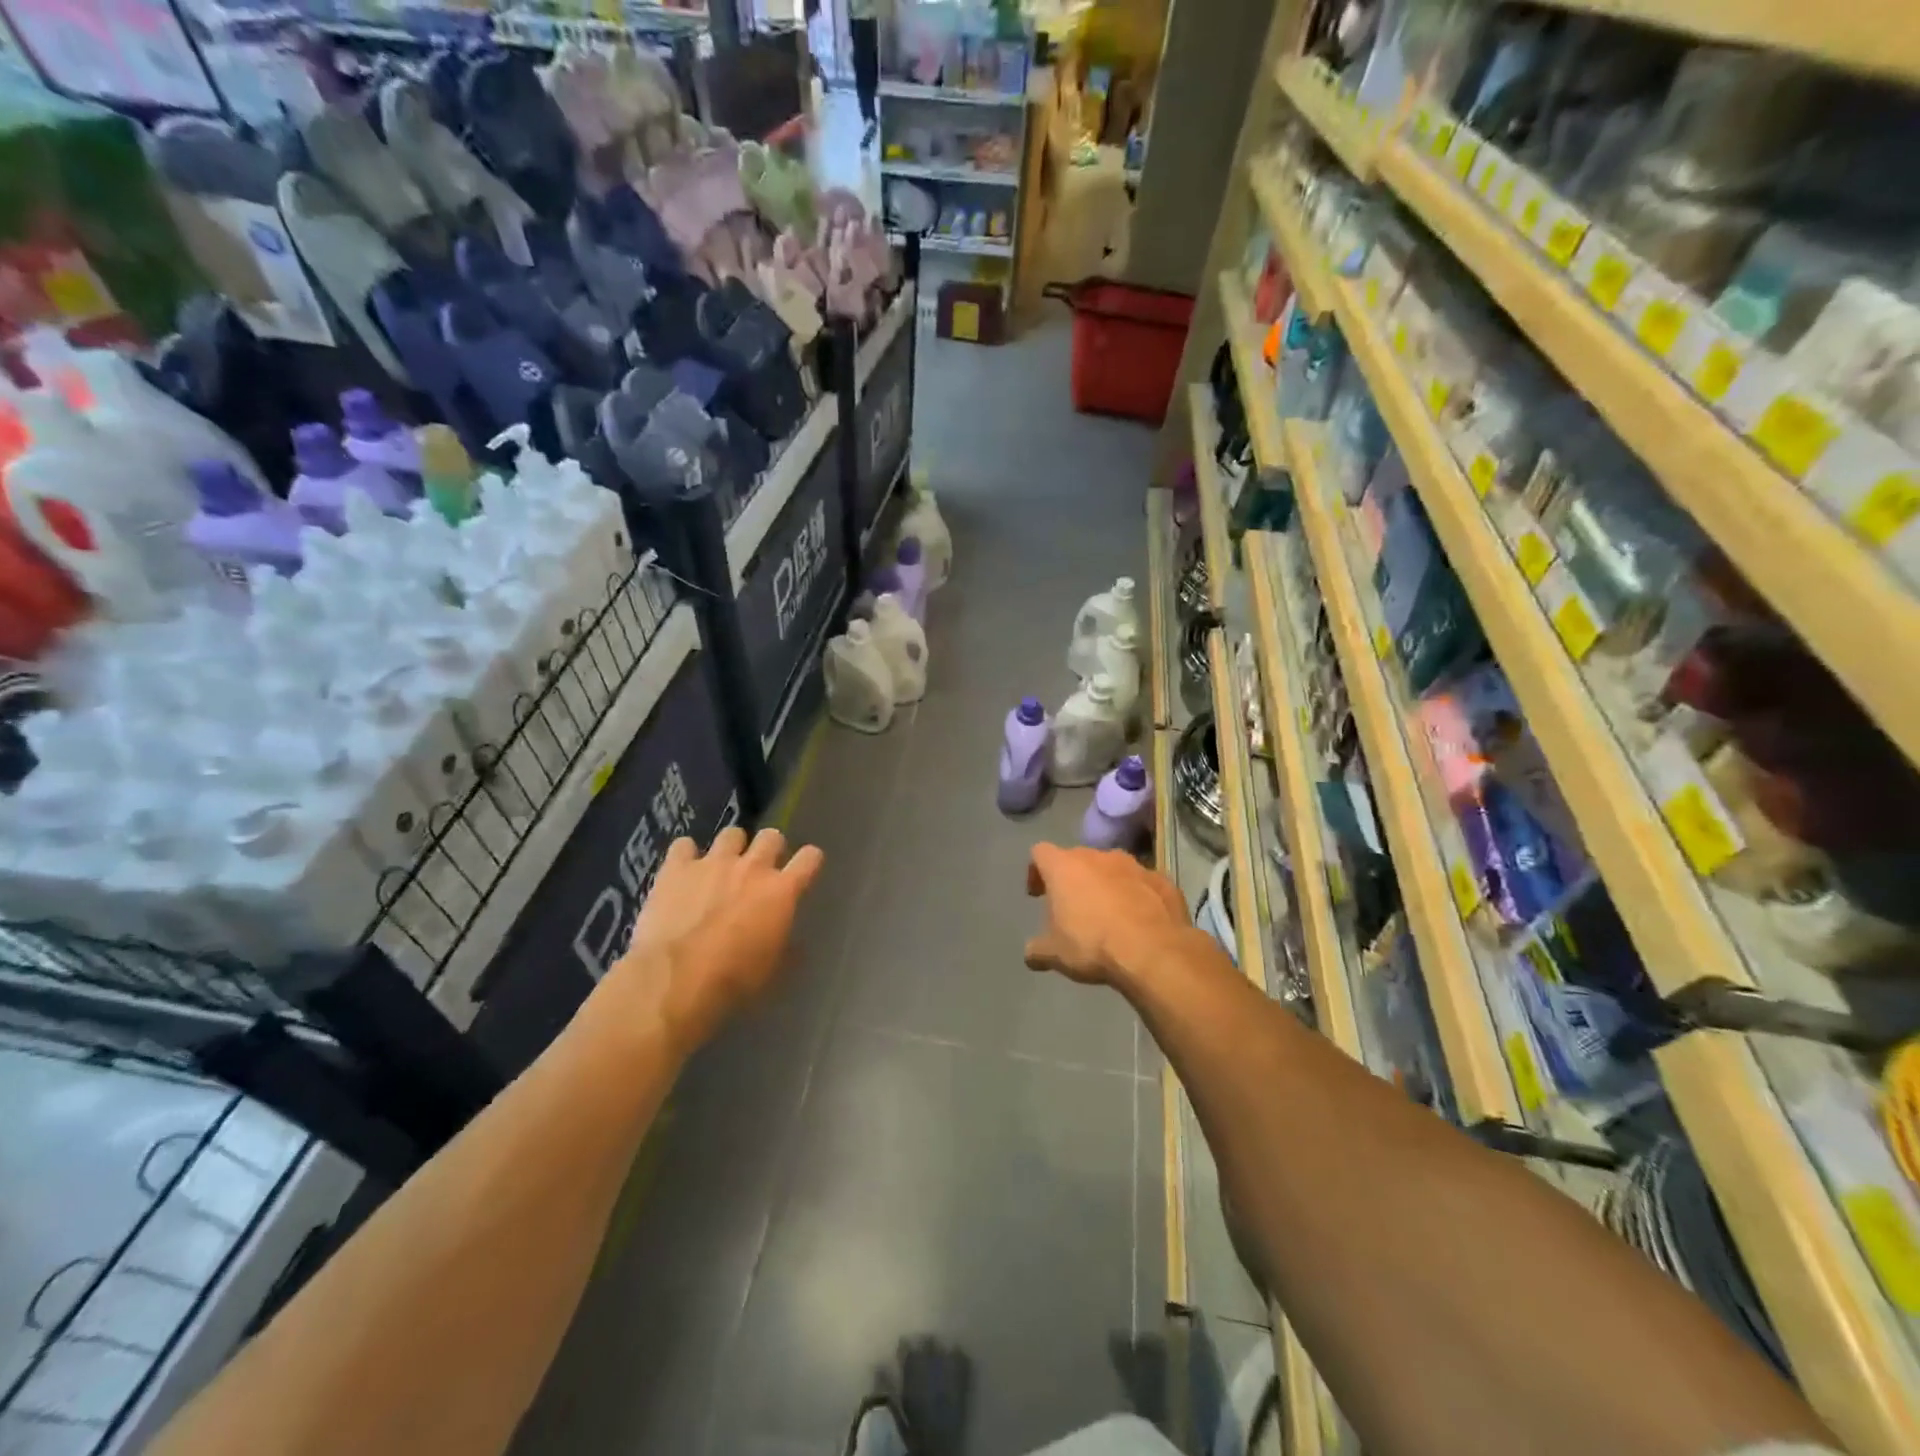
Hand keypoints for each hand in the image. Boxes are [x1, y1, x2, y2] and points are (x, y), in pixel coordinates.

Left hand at [613, 826, 823, 1050]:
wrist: (676, 979)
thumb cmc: (733, 980)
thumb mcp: (772, 969)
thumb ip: (785, 946)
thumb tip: (793, 944)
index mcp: (782, 891)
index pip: (810, 858)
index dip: (809, 861)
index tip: (804, 869)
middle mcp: (752, 867)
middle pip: (771, 836)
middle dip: (769, 848)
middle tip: (759, 869)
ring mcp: (713, 862)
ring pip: (731, 833)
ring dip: (731, 847)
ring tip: (721, 866)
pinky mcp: (677, 867)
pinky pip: (684, 845)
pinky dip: (685, 855)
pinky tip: (682, 870)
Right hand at [1023, 843, 1188, 986]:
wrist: (1154, 950)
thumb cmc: (1092, 944)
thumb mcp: (1055, 954)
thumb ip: (1038, 950)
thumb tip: (1030, 954)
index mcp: (1064, 867)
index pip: (1040, 853)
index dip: (1036, 871)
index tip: (1038, 895)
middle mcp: (1097, 856)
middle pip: (1077, 858)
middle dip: (1073, 879)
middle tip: (1072, 908)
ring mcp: (1133, 864)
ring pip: (1111, 868)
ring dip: (1106, 884)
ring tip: (1109, 915)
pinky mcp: (1161, 879)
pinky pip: (1142, 883)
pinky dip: (1136, 896)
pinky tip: (1139, 921)